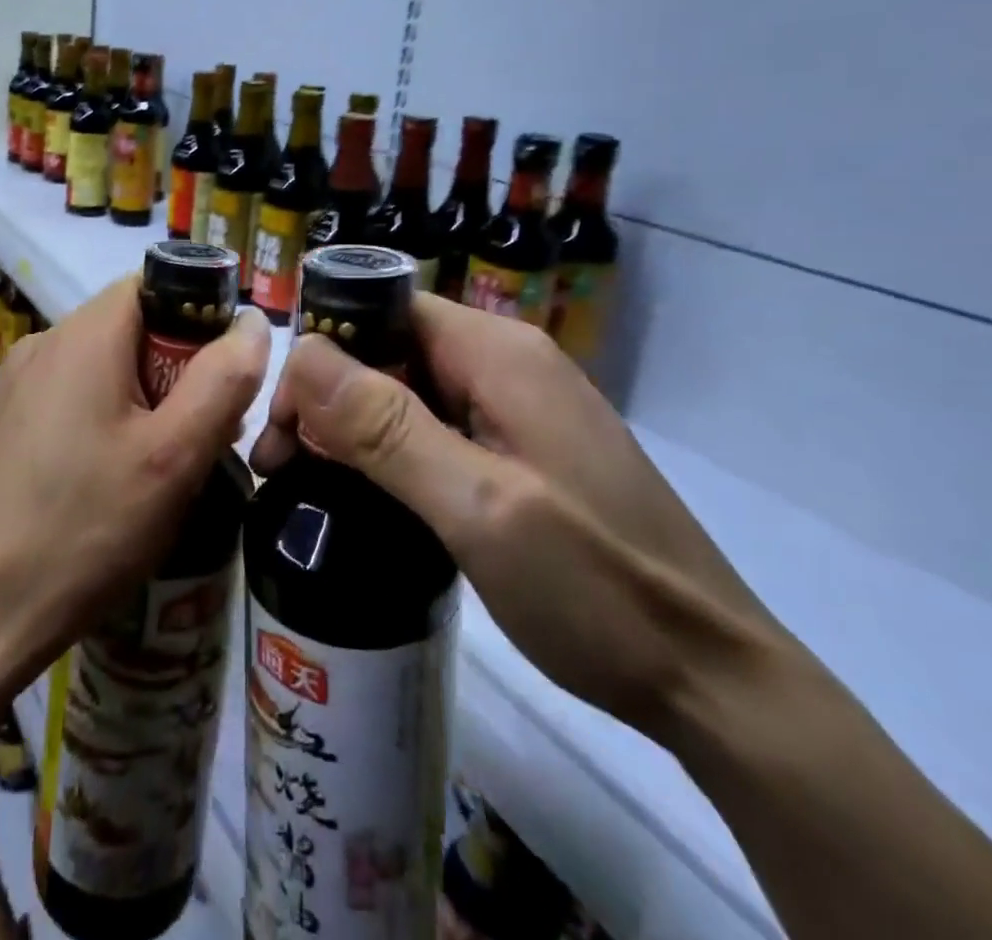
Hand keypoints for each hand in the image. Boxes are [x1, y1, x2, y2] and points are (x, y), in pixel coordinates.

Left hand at [0, 278, 269, 700]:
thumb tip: (252, 324)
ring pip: (99, 368)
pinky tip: (105, 484)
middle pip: (129, 329)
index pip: (154, 285)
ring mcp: (11, 386)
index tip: (221, 377)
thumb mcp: (175, 457)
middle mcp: (41, 345)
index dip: (198, 318)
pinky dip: (101, 421)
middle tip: (200, 437)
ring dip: (141, 400)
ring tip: (159, 468)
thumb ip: (223, 380)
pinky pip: (66, 400)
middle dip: (175, 369)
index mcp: (83, 336)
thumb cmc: (85, 529)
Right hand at [251, 294, 780, 738]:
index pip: (383, 311)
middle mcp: (507, 365)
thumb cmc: (595, 587)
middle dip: (327, 395)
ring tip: (303, 482)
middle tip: (279, 466)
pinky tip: (363, 493)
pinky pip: (436, 428)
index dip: (324, 352)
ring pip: (409, 390)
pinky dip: (389, 451)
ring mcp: (517, 410)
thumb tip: (301, 353)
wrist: (712, 680)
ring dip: (351, 427)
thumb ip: (387, 427)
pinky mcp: (521, 452)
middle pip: (391, 349)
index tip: (283, 423)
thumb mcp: (478, 506)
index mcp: (498, 354)